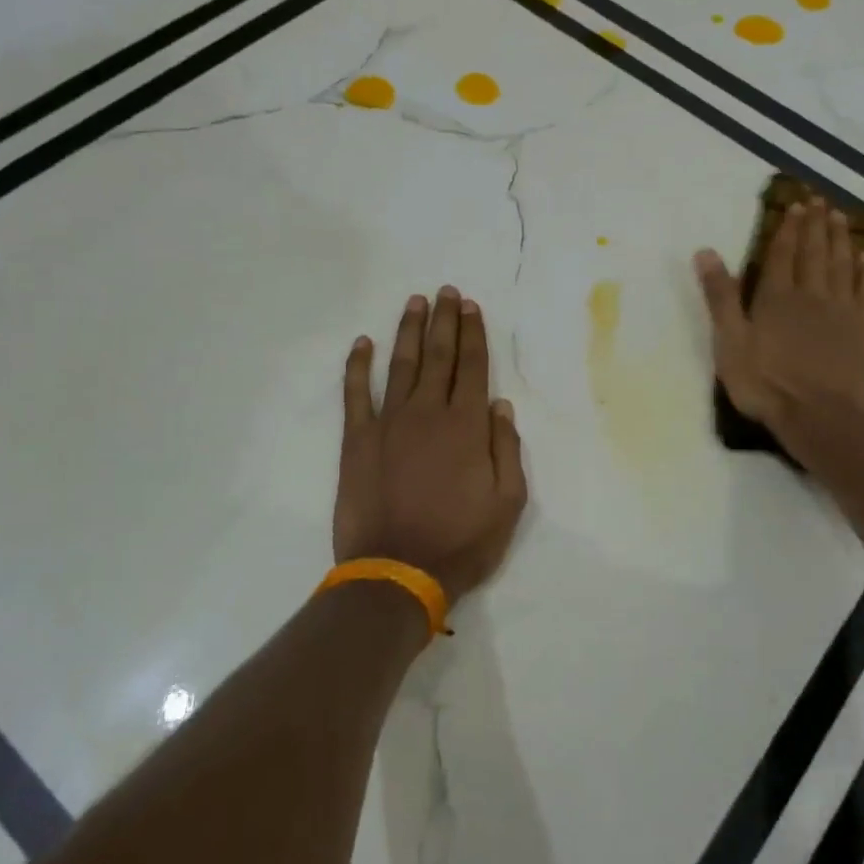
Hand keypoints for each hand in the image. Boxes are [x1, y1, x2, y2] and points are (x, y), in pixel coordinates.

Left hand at [334, 287, 528, 604]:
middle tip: (446, 291)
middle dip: (444, 321)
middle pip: (439, 356)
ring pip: (401, 365)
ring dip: (409, 331)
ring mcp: (388, 423)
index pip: (472, 367)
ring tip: (414, 303)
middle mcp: (428, 413)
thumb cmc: (461, 541)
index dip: (473, 334)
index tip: (471, 306)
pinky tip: (363, 343)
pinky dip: (358, 366)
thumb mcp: (508, 502)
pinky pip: (356, 394)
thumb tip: (500, 406)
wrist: (397, 572)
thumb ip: (506, 449)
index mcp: (467, 426)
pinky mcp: (357, 440)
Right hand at [695, 200, 863, 465]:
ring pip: (842, 265)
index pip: (781, 254)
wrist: (822, 417)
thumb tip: (705, 252)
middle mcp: (812, 295)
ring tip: (840, 217)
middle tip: (820, 200)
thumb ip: (720, 297)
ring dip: (840, 239)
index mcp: (776, 297)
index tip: (795, 206)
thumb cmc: (767, 384)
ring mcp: (843, 311)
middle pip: (814, 253)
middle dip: (815, 225)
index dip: (788, 229)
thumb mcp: (729, 342)